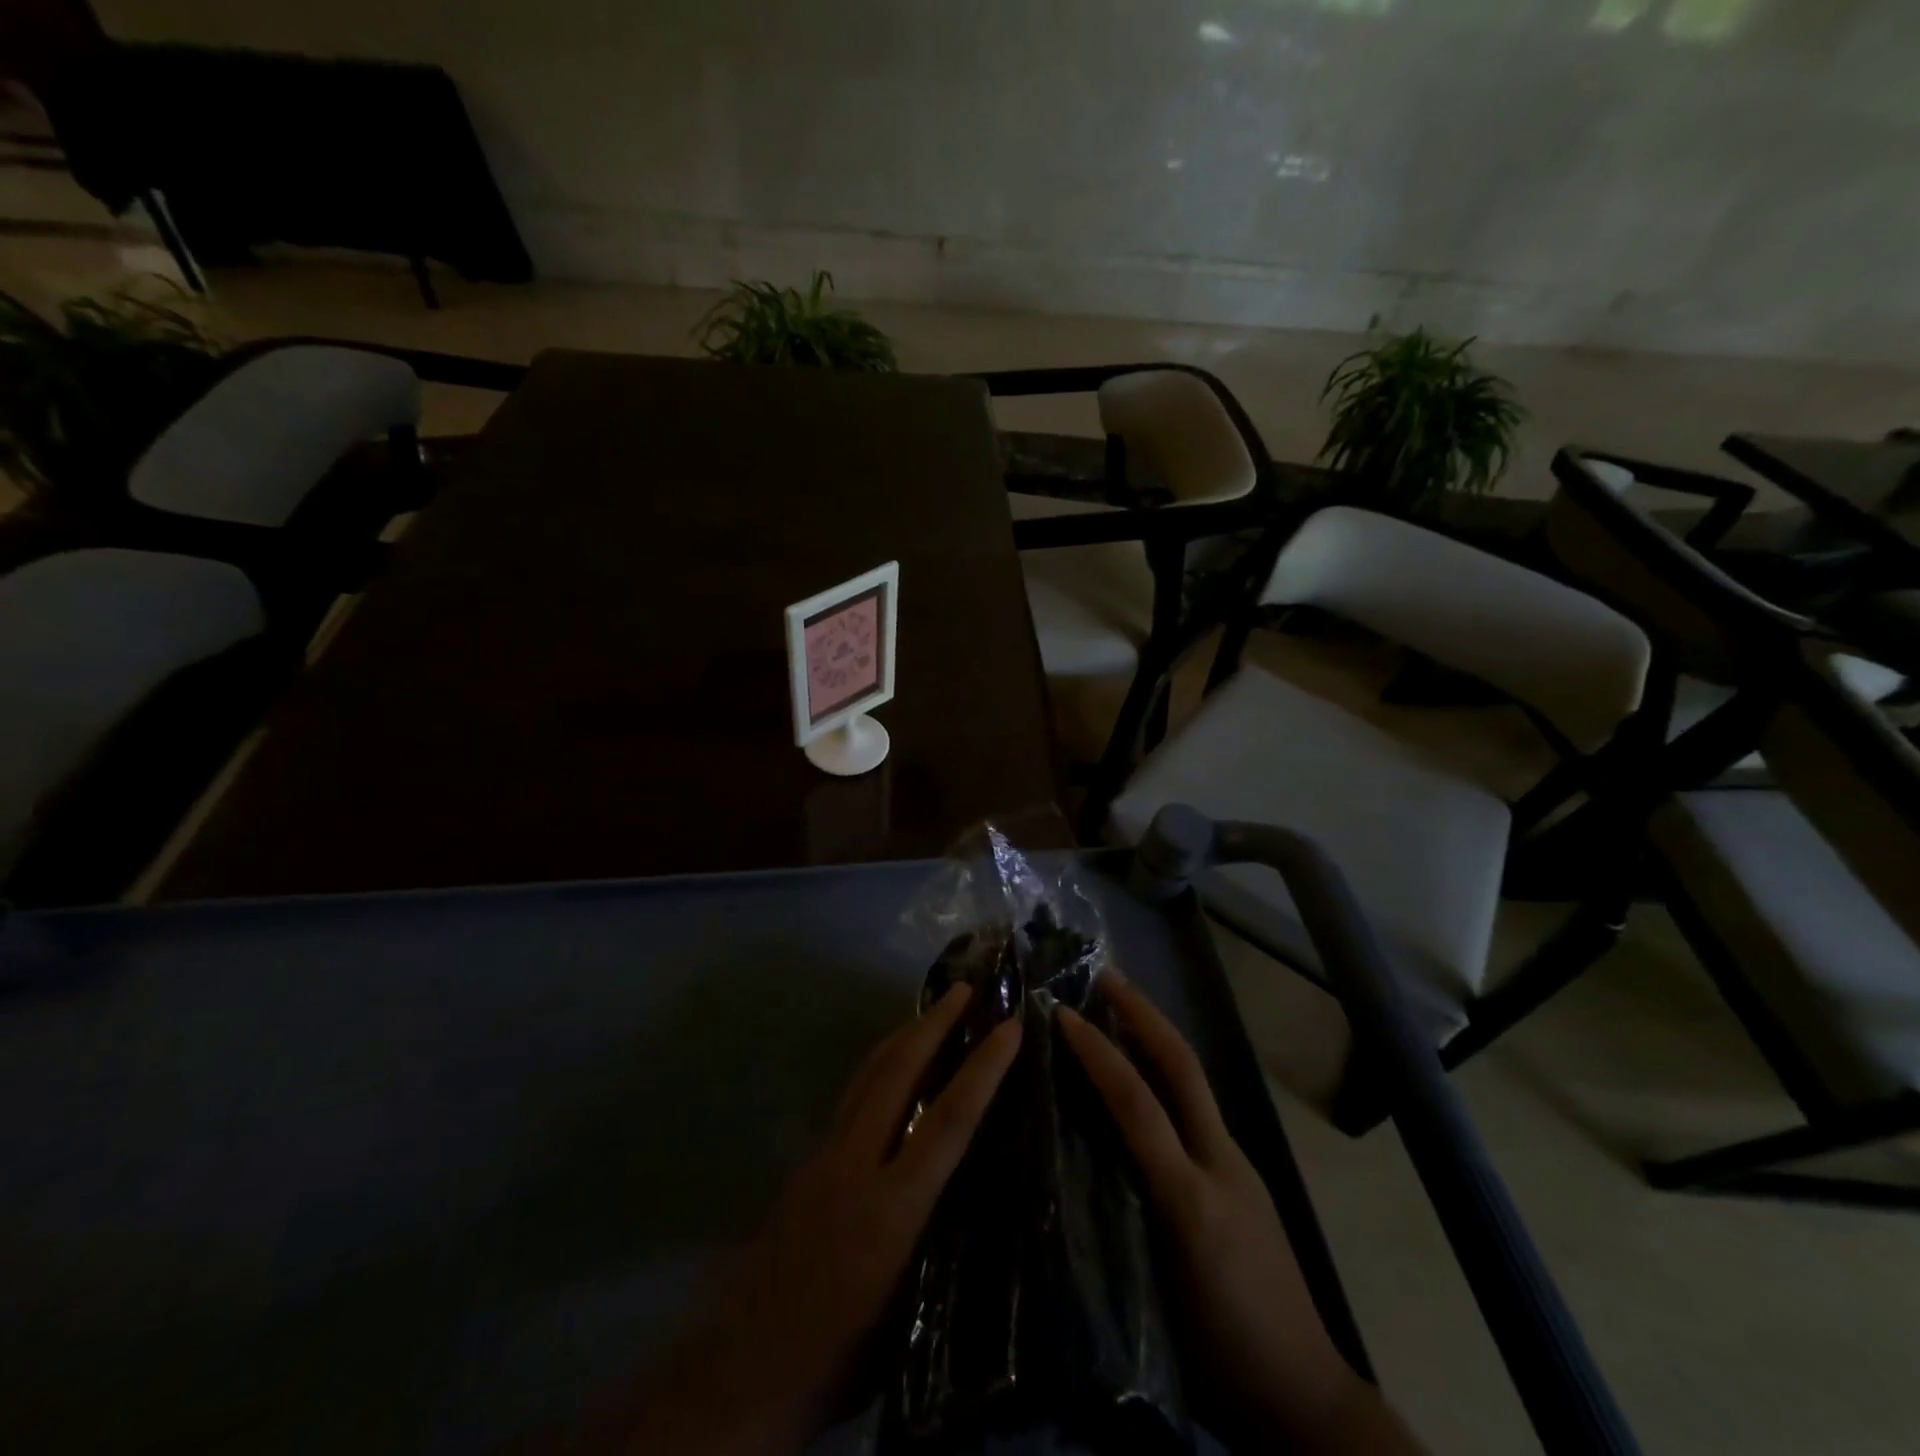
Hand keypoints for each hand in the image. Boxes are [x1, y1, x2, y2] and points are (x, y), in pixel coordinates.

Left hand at [618, 984, 1021, 1455]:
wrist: (745, 1372)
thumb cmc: (843, 1354)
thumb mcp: (912, 1309)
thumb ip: (940, 1236)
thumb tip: (972, 1184)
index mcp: (892, 1209)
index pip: (949, 1120)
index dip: (983, 1069)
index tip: (1009, 1028)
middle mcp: (856, 1165)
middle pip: (898, 1073)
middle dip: (934, 1024)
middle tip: (964, 989)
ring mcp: (823, 1157)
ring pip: (866, 1076)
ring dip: (902, 1036)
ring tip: (930, 1011)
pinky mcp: (806, 1162)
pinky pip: (850, 1097)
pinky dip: (877, 1067)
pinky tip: (890, 1069)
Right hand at [1060, 975, 1424, 1455]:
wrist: (1306, 1395)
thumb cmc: (1220, 1353)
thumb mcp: (1155, 1297)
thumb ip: (1114, 1223)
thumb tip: (1069, 1163)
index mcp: (1191, 1196)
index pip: (1139, 1105)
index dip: (1099, 1054)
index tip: (1062, 1015)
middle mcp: (1219, 1163)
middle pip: (1183, 1068)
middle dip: (1145, 1014)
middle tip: (1107, 975)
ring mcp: (1236, 1165)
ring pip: (1193, 1082)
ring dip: (1156, 1035)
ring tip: (1119, 1008)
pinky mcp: (1241, 1176)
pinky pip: (1197, 1109)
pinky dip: (1166, 1074)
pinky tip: (1143, 1075)